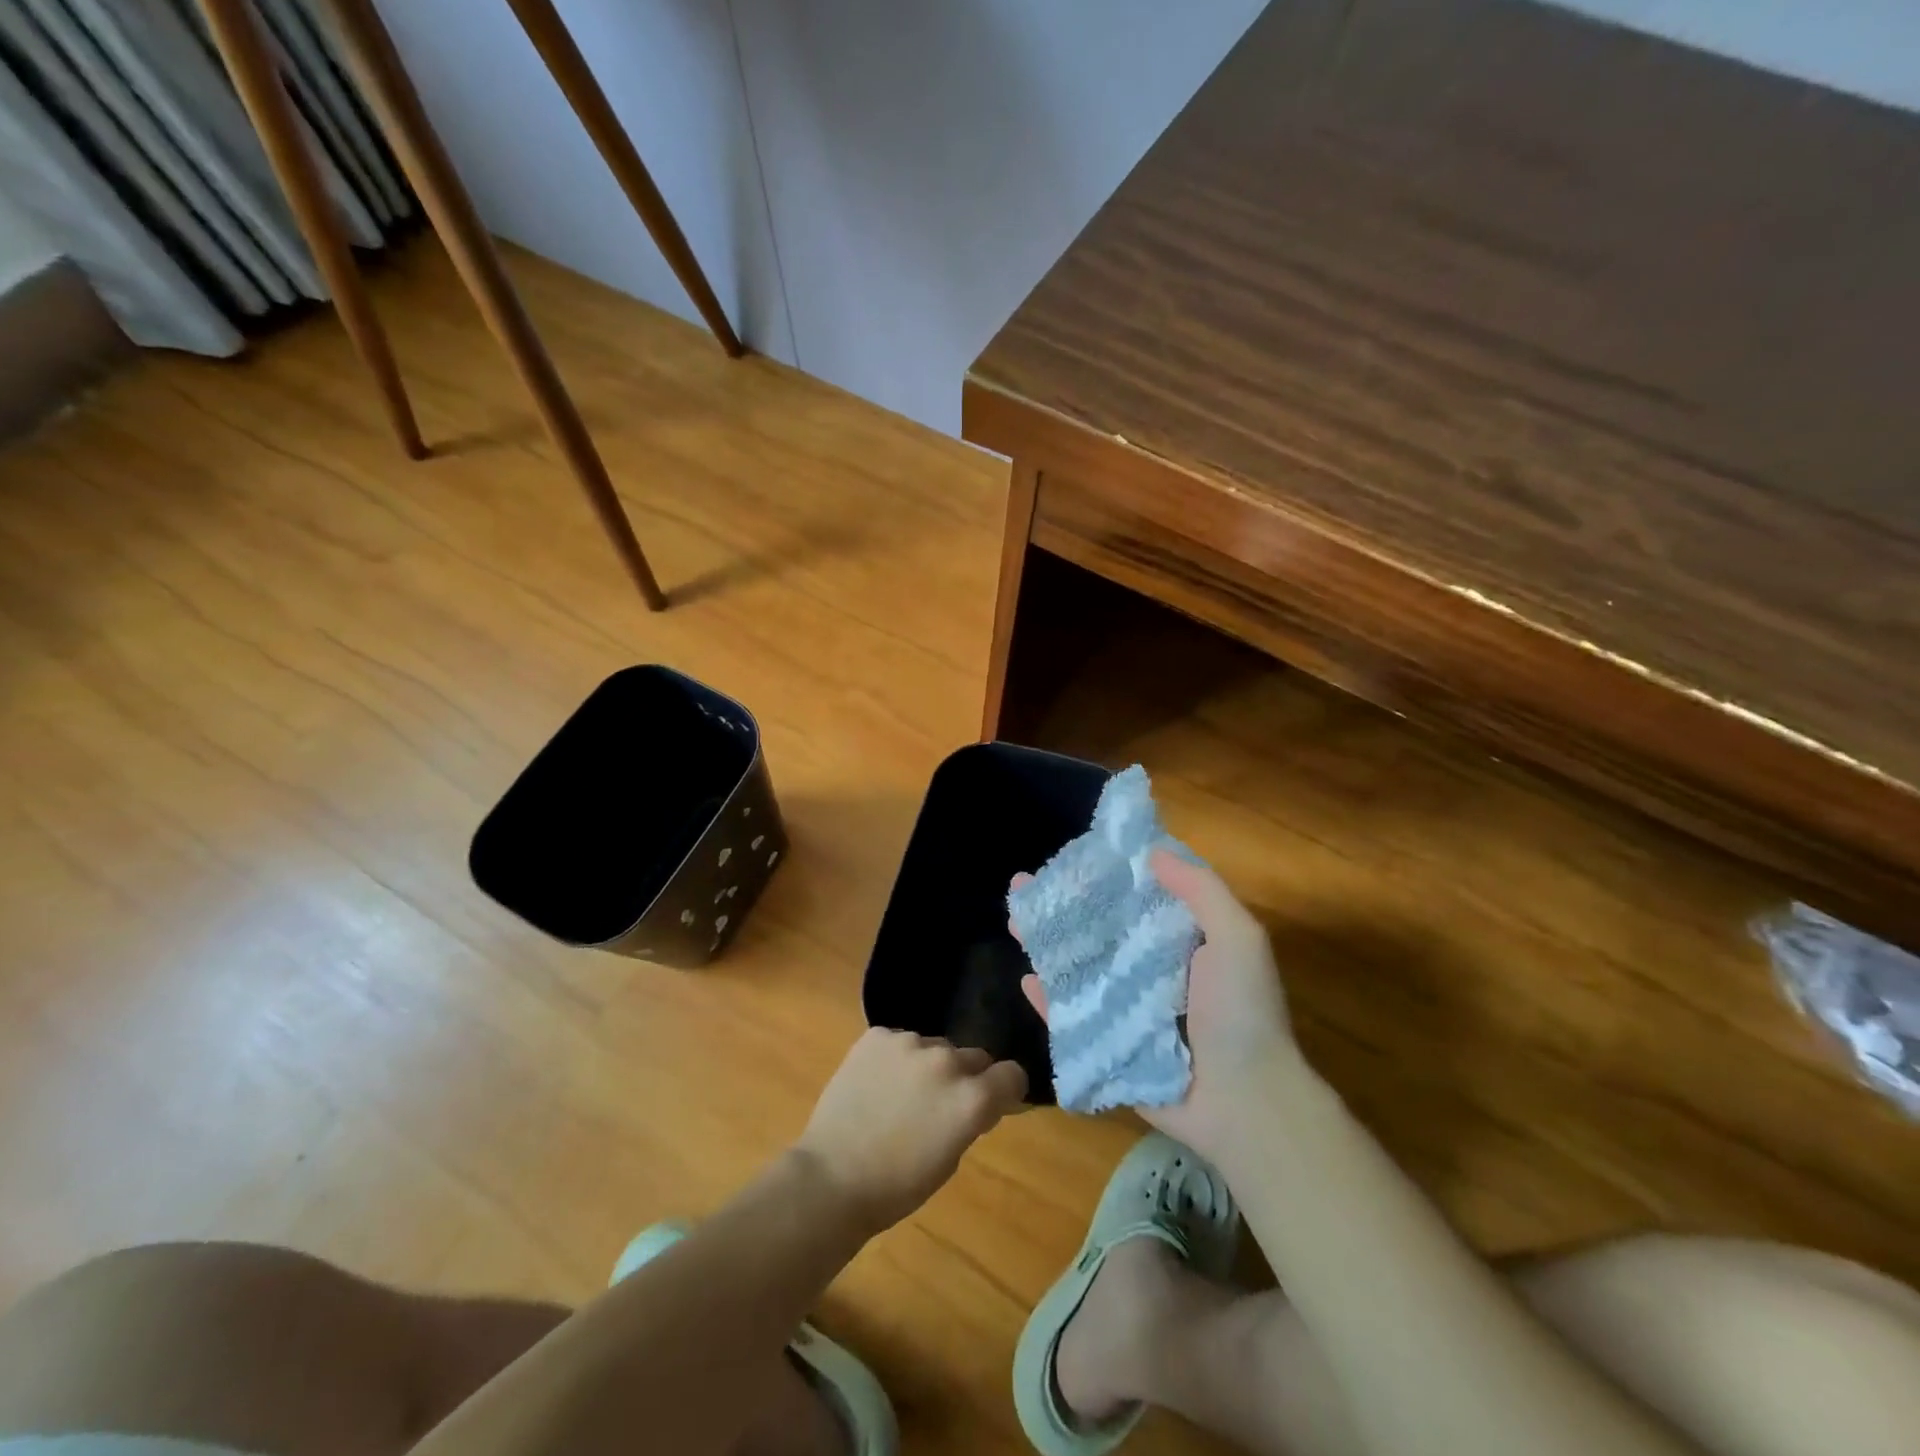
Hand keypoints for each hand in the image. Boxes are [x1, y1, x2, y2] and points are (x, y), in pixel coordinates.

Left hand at [796, 1028, 1027, 1235]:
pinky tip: (878, 1083)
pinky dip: (897, 1058)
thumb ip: (970, 1119)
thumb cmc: (897, 1185)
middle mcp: (946, 1061)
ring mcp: (909, 1043)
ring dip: (929, 1065)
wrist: (832, 1177)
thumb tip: (979, 1101)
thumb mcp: (950, 1160)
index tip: (995, 1101)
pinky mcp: (877, 1035)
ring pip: (935, 1047)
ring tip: (901, 1094)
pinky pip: (900, 1040)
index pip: (1012, 1074)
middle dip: (967, 1077)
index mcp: (971, 1097)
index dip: (1006, 1089)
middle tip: (941, 1104)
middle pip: (974, 1056)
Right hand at [1016, 850, 1295, 1163]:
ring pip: (1078, 967)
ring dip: (1047, 943)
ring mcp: (1126, 1007)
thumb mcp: (1238, 938)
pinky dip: (1049, 1000)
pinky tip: (1027, 978)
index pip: (1135, 896)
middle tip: (1022, 884)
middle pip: (1097, 928)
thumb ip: (1200, 890)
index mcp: (1179, 939)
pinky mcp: (1109, 1044)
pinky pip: (1071, 1017)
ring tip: (1014, 919)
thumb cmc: (1242, 1012)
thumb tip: (1152, 851)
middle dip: (1061, 905)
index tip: (1073, 853)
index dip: (1105, 873)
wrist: (1246, 1103)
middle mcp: (1148, 968)